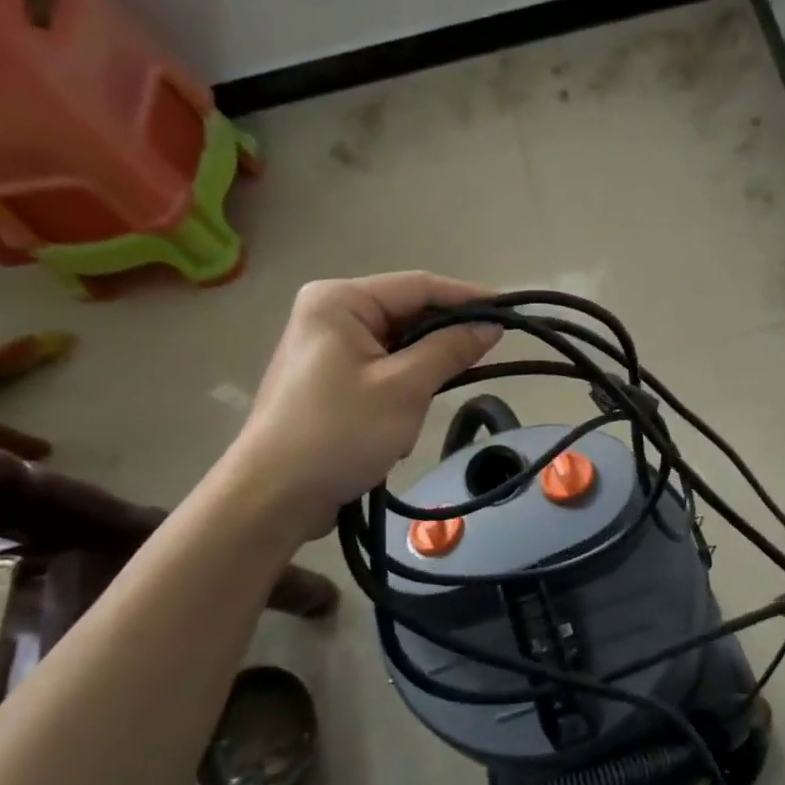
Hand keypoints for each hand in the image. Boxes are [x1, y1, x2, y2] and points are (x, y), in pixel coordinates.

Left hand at [231, 273, 500, 534]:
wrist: (273, 498)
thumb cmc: (339, 433)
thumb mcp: (405, 388)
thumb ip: (451, 349)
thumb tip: (492, 326)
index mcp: (339, 301)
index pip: (419, 286)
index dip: (469, 298)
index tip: (511, 312)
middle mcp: (329, 313)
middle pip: (407, 315)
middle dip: (441, 344)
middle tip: (486, 358)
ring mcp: (326, 348)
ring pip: (398, 348)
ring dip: (420, 377)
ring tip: (424, 409)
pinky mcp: (328, 380)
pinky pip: (381, 371)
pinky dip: (401, 393)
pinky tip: (397, 427)